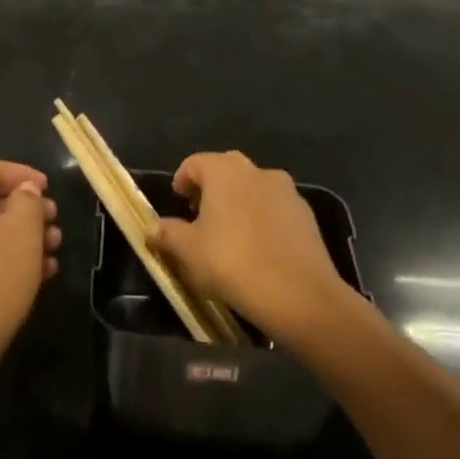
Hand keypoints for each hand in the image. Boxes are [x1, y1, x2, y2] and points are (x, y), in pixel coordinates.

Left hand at [0, 160, 61, 369]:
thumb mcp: (22, 231)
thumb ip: (27, 200)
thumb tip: (23, 191)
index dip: (24, 175)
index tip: (50, 190)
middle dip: (25, 211)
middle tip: (54, 224)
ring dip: (19, 238)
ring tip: (52, 253)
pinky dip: (2, 259)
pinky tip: (34, 276)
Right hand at [152, 151, 360, 348]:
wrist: (300, 295)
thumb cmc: (233, 263)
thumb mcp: (188, 251)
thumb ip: (166, 233)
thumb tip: (153, 227)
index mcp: (224, 170)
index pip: (194, 163)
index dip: (182, 181)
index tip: (178, 203)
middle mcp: (256, 170)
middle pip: (225, 172)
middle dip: (210, 191)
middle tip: (199, 219)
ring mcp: (286, 191)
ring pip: (252, 189)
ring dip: (238, 204)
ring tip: (230, 237)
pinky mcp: (306, 214)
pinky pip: (275, 209)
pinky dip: (262, 220)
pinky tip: (259, 249)